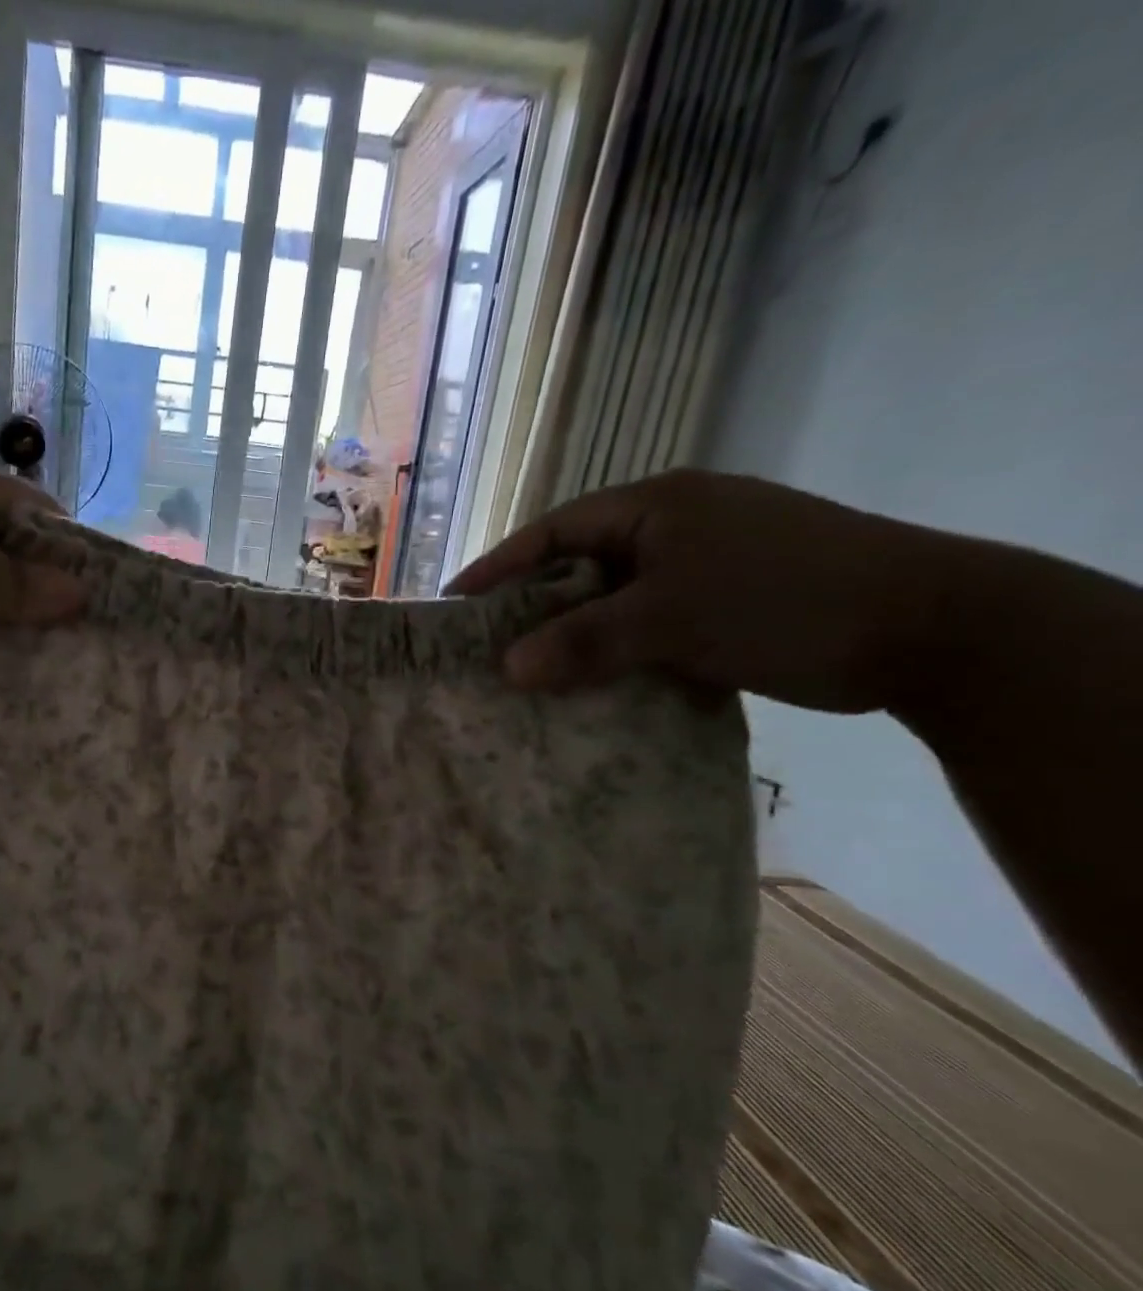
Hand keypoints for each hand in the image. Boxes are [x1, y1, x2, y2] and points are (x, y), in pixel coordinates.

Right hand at [447, 471, 953, 712]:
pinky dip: (616, 654)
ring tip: (529, 676)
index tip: (453, 608)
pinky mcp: (723, 604)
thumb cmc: (783, 601)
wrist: (932, 628)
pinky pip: (646, 627)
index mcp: (656, 506)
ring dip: (574, 637)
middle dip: (530, 608)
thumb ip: (584, 641)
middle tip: (486, 649)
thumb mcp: (671, 618)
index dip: (497, 569)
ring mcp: (701, 565)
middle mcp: (673, 526)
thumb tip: (507, 670)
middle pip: (577, 566)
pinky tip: (593, 687)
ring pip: (612, 601)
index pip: (551, 532)